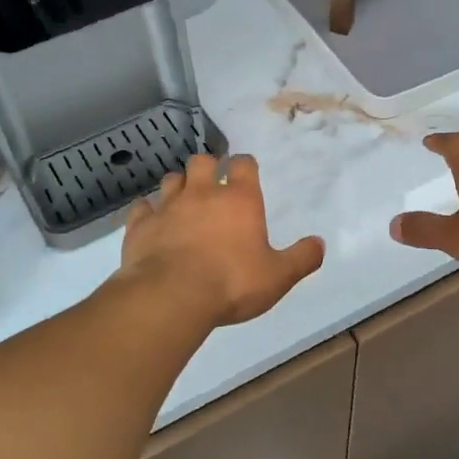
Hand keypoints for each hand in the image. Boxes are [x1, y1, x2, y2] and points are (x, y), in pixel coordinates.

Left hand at [121, 154, 324, 325]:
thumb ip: (302, 258)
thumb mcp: (278, 276)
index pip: (243, 164)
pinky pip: (141, 208)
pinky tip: (150, 221)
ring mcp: (167, 207)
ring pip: (171, 179)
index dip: (245, 165)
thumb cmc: (232, 283)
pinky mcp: (140, 226)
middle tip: (211, 183)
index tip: (246, 171)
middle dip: (208, 167)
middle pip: (202, 162)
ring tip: (183, 200)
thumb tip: (319, 243)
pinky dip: (147, 211)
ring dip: (179, 185)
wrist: (172, 296)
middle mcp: (202, 194)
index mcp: (239, 200)